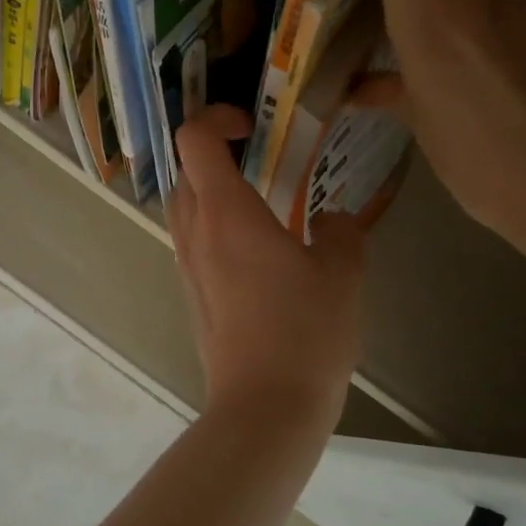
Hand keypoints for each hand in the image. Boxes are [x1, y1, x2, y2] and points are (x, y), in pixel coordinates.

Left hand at [167, 105, 365, 431]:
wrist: (264, 407)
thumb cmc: (304, 333)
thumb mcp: (342, 274)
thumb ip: (339, 233)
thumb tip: (330, 221)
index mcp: (225, 212)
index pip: (194, 139)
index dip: (216, 118)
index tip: (252, 126)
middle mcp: (194, 231)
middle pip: (184, 169)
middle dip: (215, 152)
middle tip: (261, 159)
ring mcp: (186, 264)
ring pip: (184, 205)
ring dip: (212, 190)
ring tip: (261, 202)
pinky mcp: (190, 293)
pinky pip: (192, 240)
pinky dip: (214, 225)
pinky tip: (257, 249)